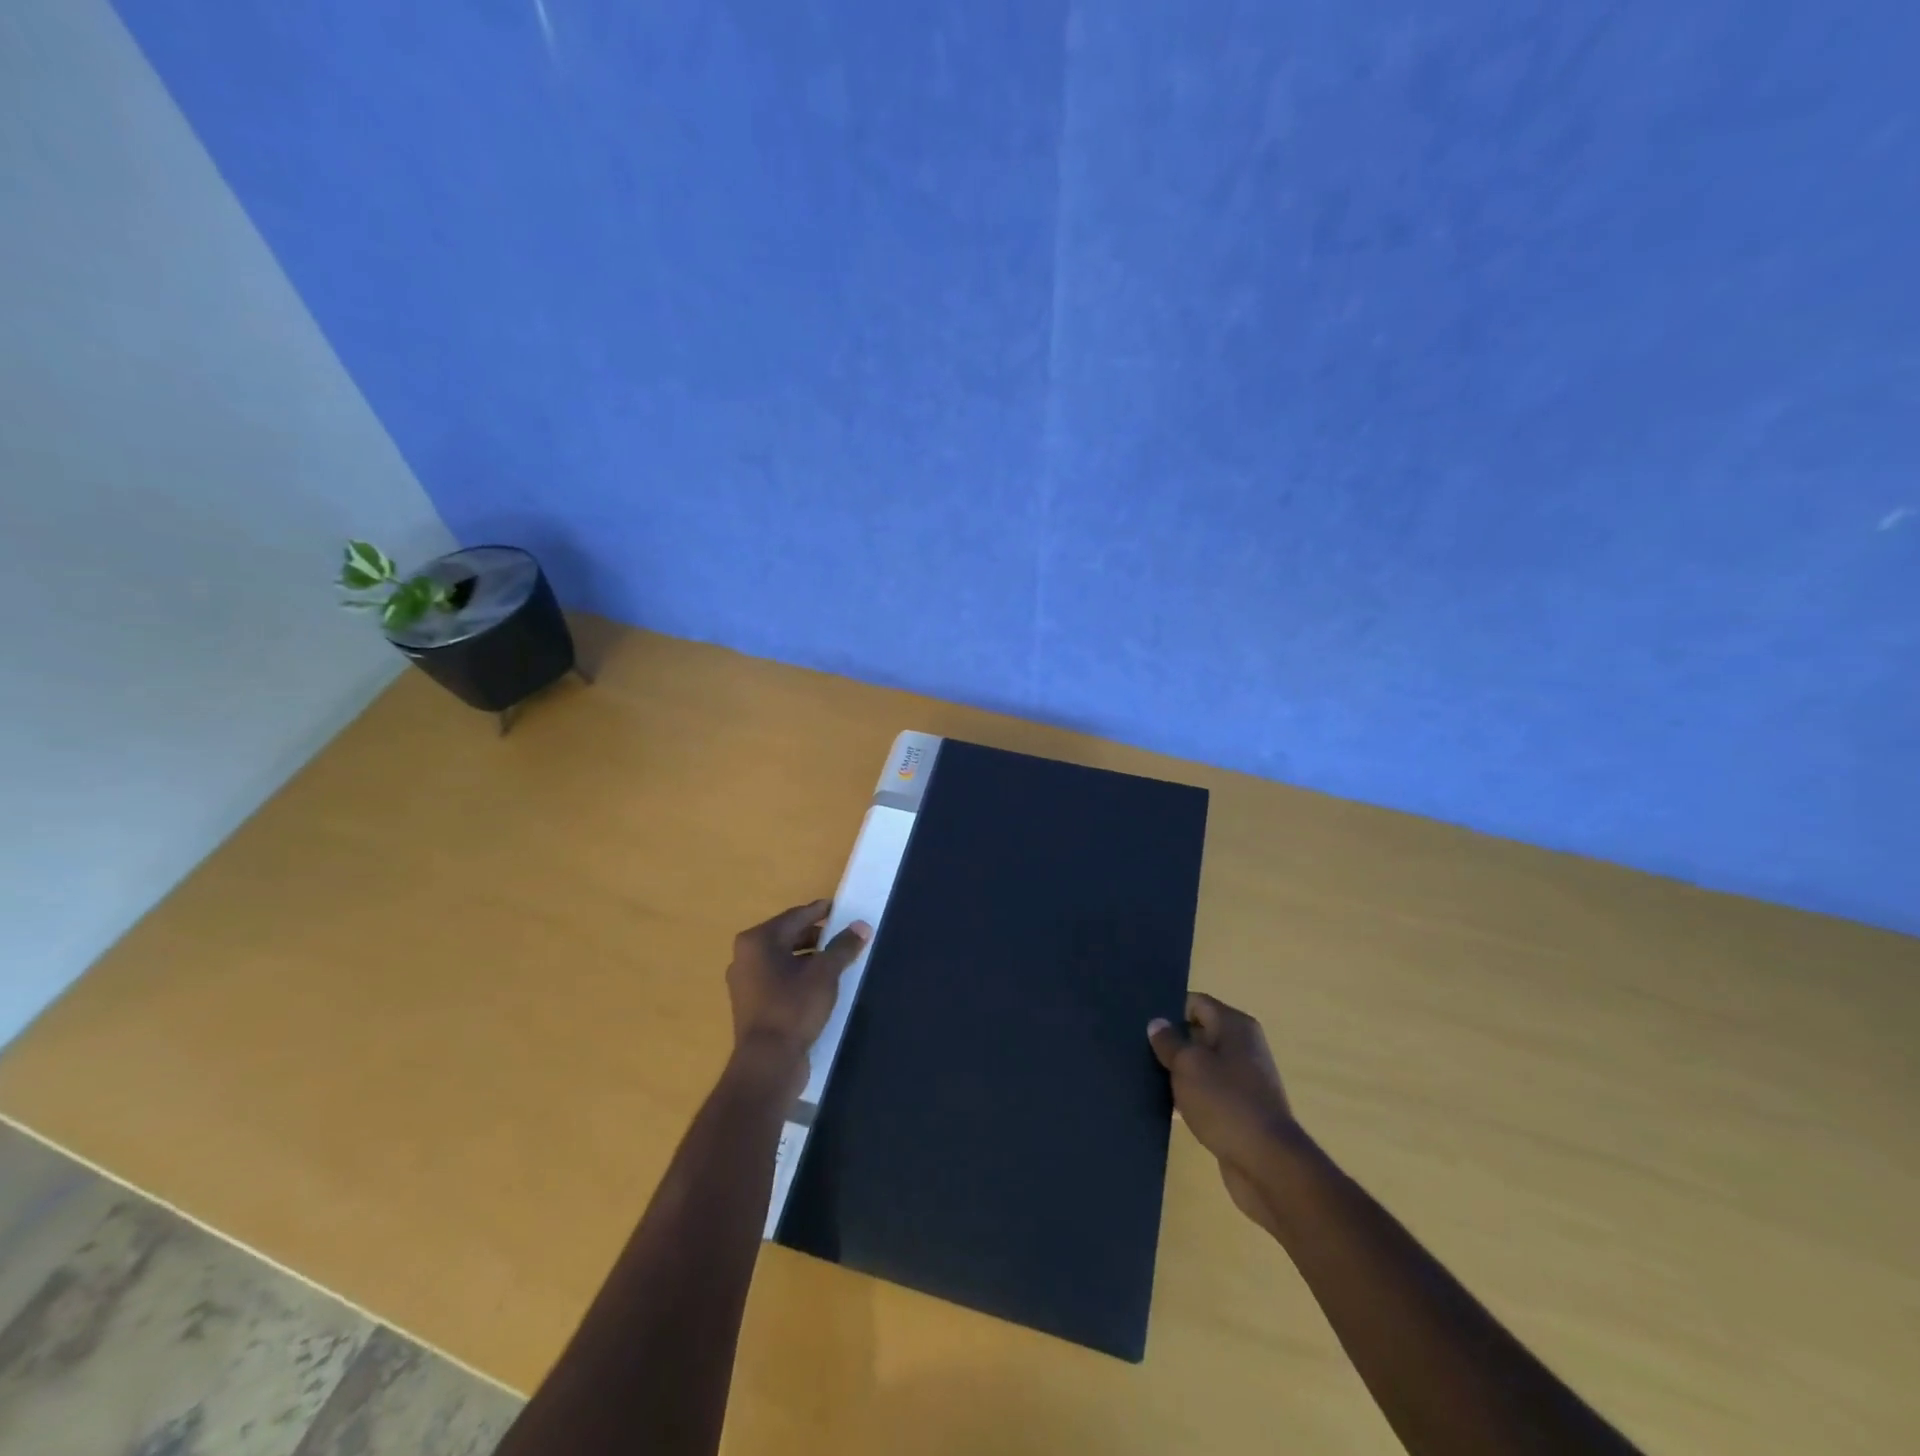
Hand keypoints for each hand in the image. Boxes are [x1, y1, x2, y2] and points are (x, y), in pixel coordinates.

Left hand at [726, 900, 871, 1086]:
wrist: (767, 1063)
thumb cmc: (793, 1007)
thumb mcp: (825, 973)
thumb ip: (844, 946)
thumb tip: (862, 926)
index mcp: (758, 940)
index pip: (795, 916)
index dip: (821, 911)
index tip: (841, 908)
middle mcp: (745, 956)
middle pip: (787, 935)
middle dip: (816, 935)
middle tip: (843, 934)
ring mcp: (745, 981)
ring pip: (783, 958)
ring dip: (809, 956)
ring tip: (836, 960)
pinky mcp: (751, 1003)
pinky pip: (778, 977)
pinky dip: (798, 974)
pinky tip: (820, 983)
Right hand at [1148, 994, 1297, 1227]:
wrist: (1267, 1164)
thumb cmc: (1225, 1102)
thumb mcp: (1188, 1065)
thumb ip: (1169, 1042)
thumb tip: (1157, 1023)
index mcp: (1235, 1026)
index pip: (1196, 1003)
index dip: (1169, 1009)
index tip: (1141, 1022)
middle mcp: (1243, 1047)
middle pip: (1198, 1033)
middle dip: (1171, 1042)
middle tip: (1136, 1049)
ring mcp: (1244, 1080)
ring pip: (1201, 1066)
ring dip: (1178, 1072)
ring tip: (1143, 1076)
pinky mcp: (1240, 1110)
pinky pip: (1208, 1093)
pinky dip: (1189, 1097)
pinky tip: (1164, 1106)